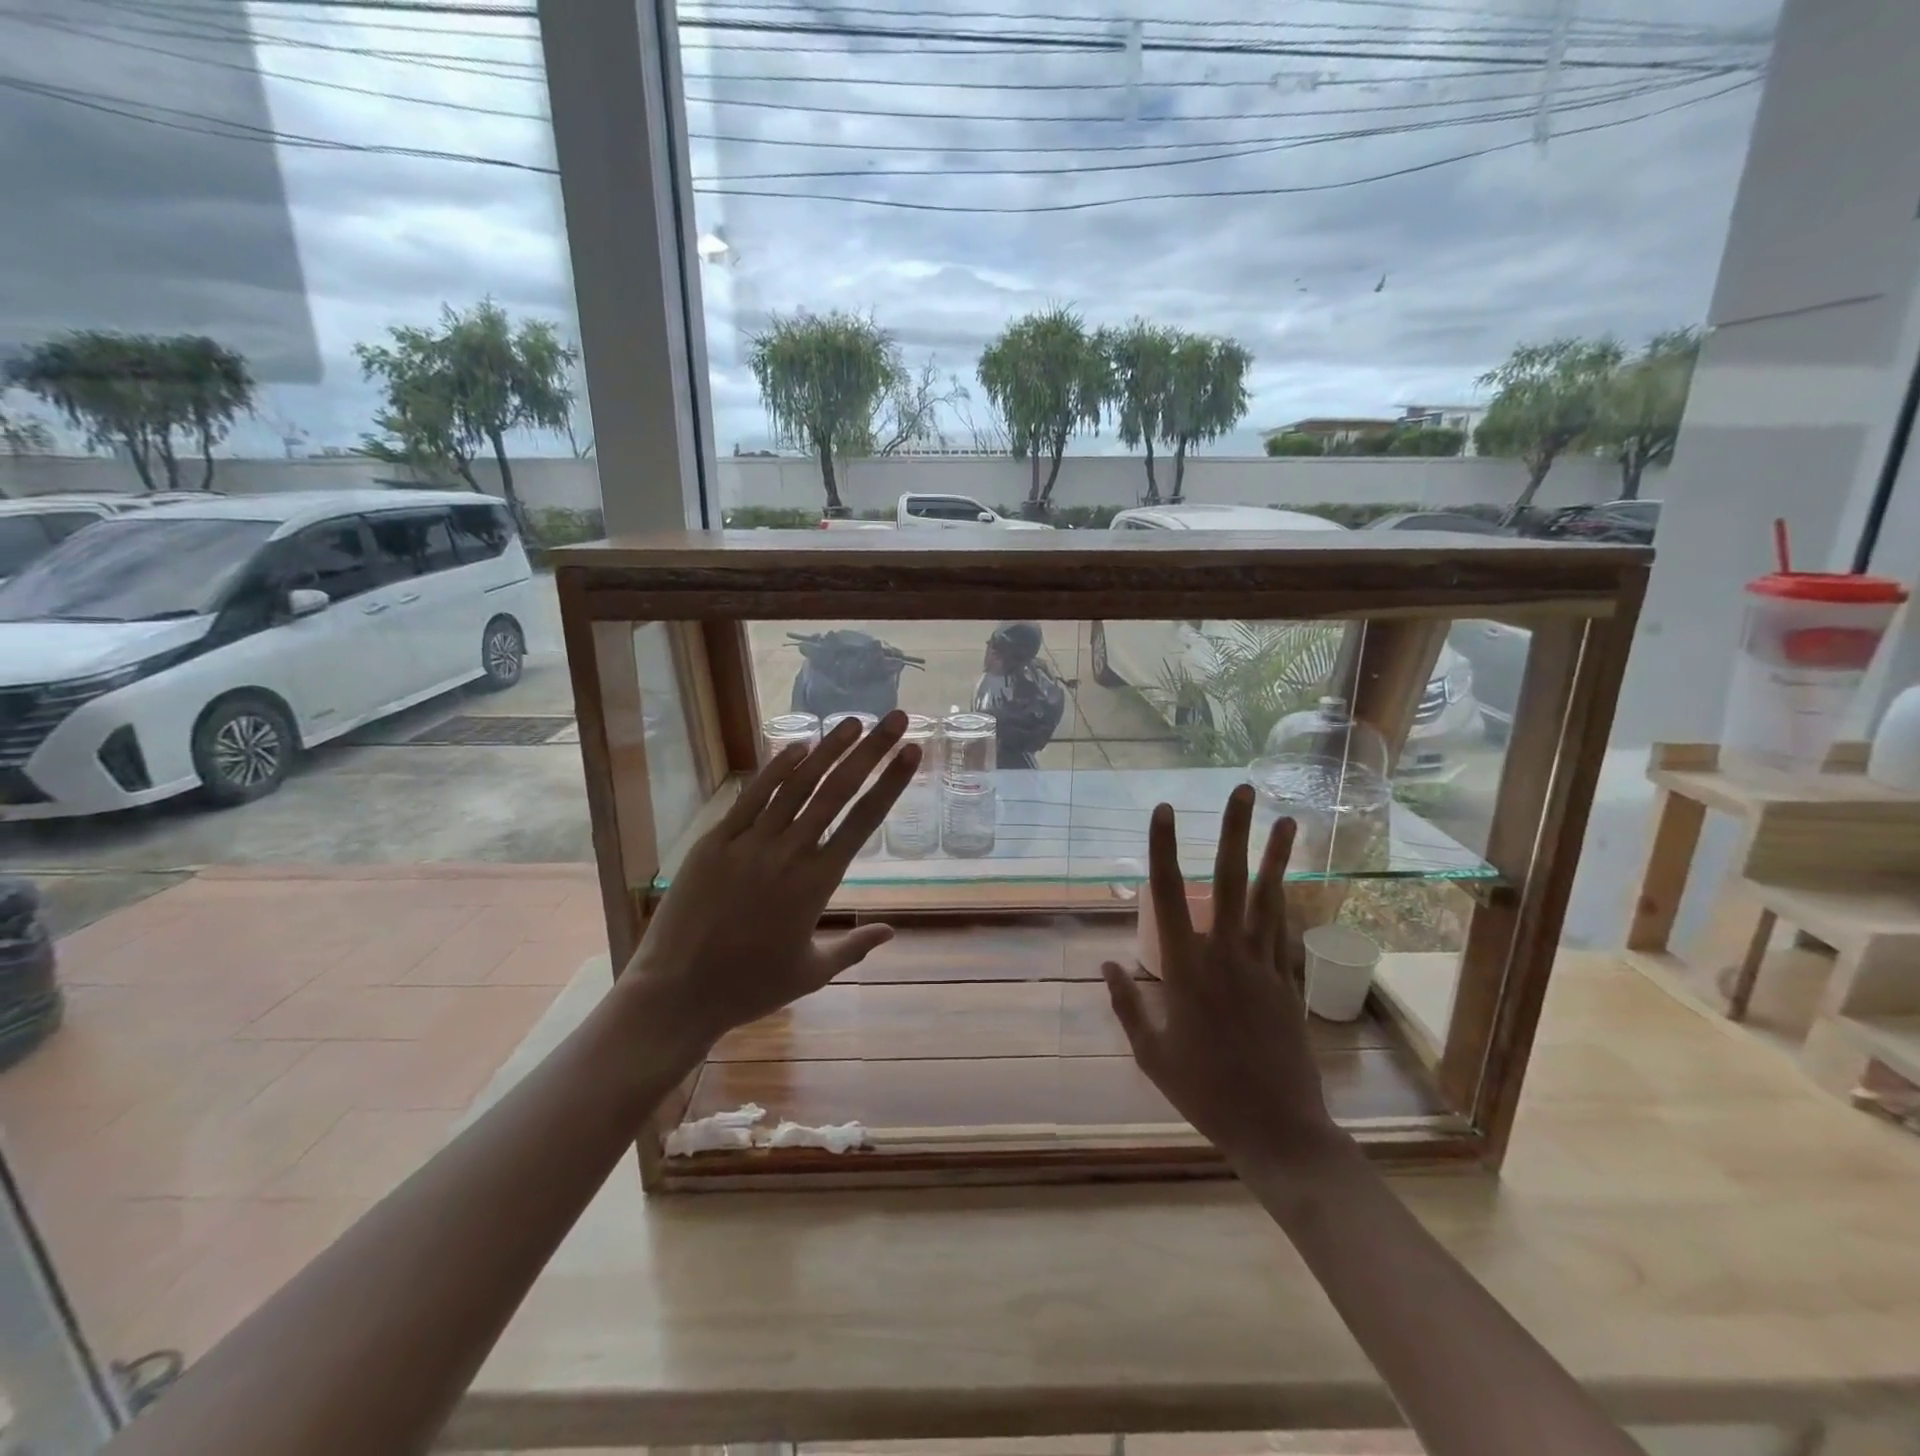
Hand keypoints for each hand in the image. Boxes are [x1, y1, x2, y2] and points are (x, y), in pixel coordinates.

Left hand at [624, 711, 919, 1055]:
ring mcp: (750, 843)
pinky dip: (776, 769)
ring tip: (853, 722)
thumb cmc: (750, 987)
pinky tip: (797, 747)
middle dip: (871, 750)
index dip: (891, 782)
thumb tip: (892, 931)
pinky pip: (752, 797)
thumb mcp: (812, 972)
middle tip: (896, 718)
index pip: (864, 821)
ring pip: (797, 785)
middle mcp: (789, 852)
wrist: (678, 992)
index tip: (912, 752)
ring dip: (828, 750)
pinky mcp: (716, 841)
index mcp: (818, 883)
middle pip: (838, 790)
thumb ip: (855, 946)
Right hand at [1103, 787, 1343, 1169]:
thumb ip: (1127, 1004)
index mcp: (1186, 967)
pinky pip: (1283, 932)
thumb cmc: (1203, 1091)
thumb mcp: (1151, 1053)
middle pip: (1230, 880)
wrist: (1276, 1129)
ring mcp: (1263, 965)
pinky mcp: (1288, 983)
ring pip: (1268, 898)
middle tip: (1243, 789)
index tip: (1163, 811)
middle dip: (1234, 831)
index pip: (1169, 893)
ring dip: (1275, 856)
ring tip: (1286, 820)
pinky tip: (1287, 882)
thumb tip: (1108, 963)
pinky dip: (1284, 902)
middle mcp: (1226, 954)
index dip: (1163, 848)